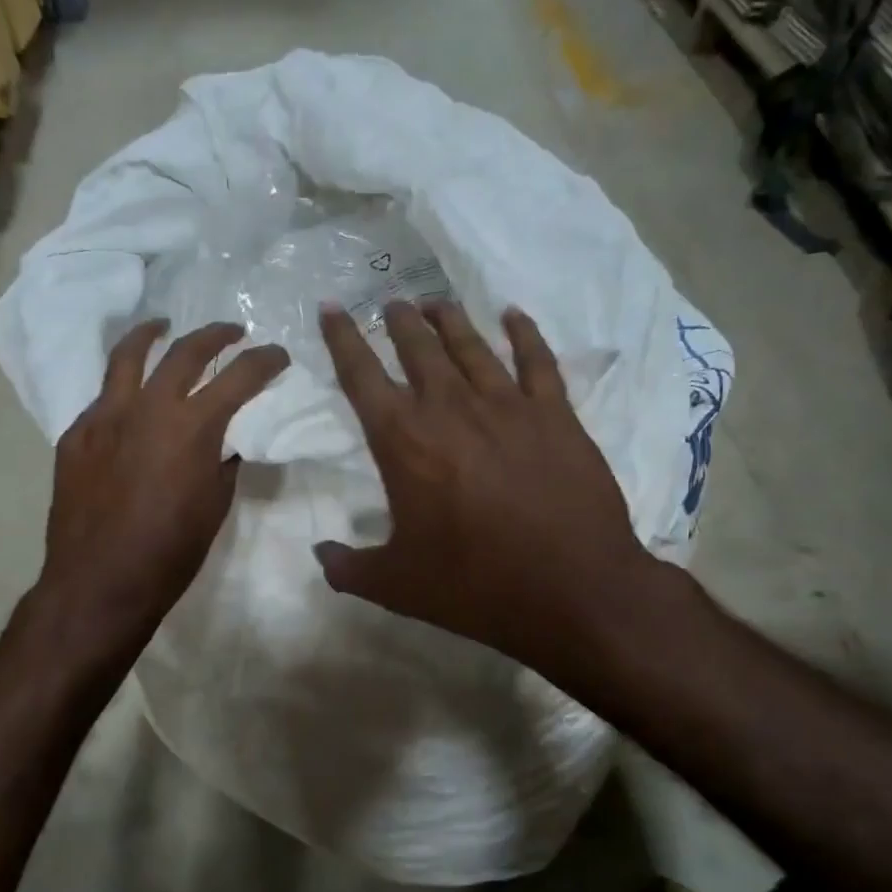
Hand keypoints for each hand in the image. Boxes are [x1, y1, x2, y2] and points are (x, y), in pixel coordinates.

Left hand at [39, 320, 287, 653]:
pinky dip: (123, 390)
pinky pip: (103, 399)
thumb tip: (223, 443)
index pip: (239, 377)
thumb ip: (222, 462)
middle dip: (216, 336)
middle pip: (185, 352)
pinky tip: (129, 400)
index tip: (278, 355)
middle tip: (232, 333)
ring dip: (152, 335)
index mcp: (192, 427)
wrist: (100, 582)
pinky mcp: (76, 435)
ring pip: (127, 357)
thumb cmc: (170, 553)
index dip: (265, 361)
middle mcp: (148, 408)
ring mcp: (105, 417)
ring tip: (163, 326)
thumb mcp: (215, 506)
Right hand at [316, 300, 674, 682]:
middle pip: (418, 348)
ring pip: (471, 346)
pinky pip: (537, 361)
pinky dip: (524, 334)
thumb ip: (348, 568)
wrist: (571, 589)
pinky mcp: (556, 415)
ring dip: (449, 320)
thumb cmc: (474, 585)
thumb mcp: (395, 586)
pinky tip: (514, 316)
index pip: (361, 376)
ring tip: (436, 302)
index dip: (342, 338)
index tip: (331, 307)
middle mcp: (451, 409)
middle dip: (399, 322)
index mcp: (403, 441)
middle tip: (391, 304)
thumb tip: (321, 553)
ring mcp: (507, 406)